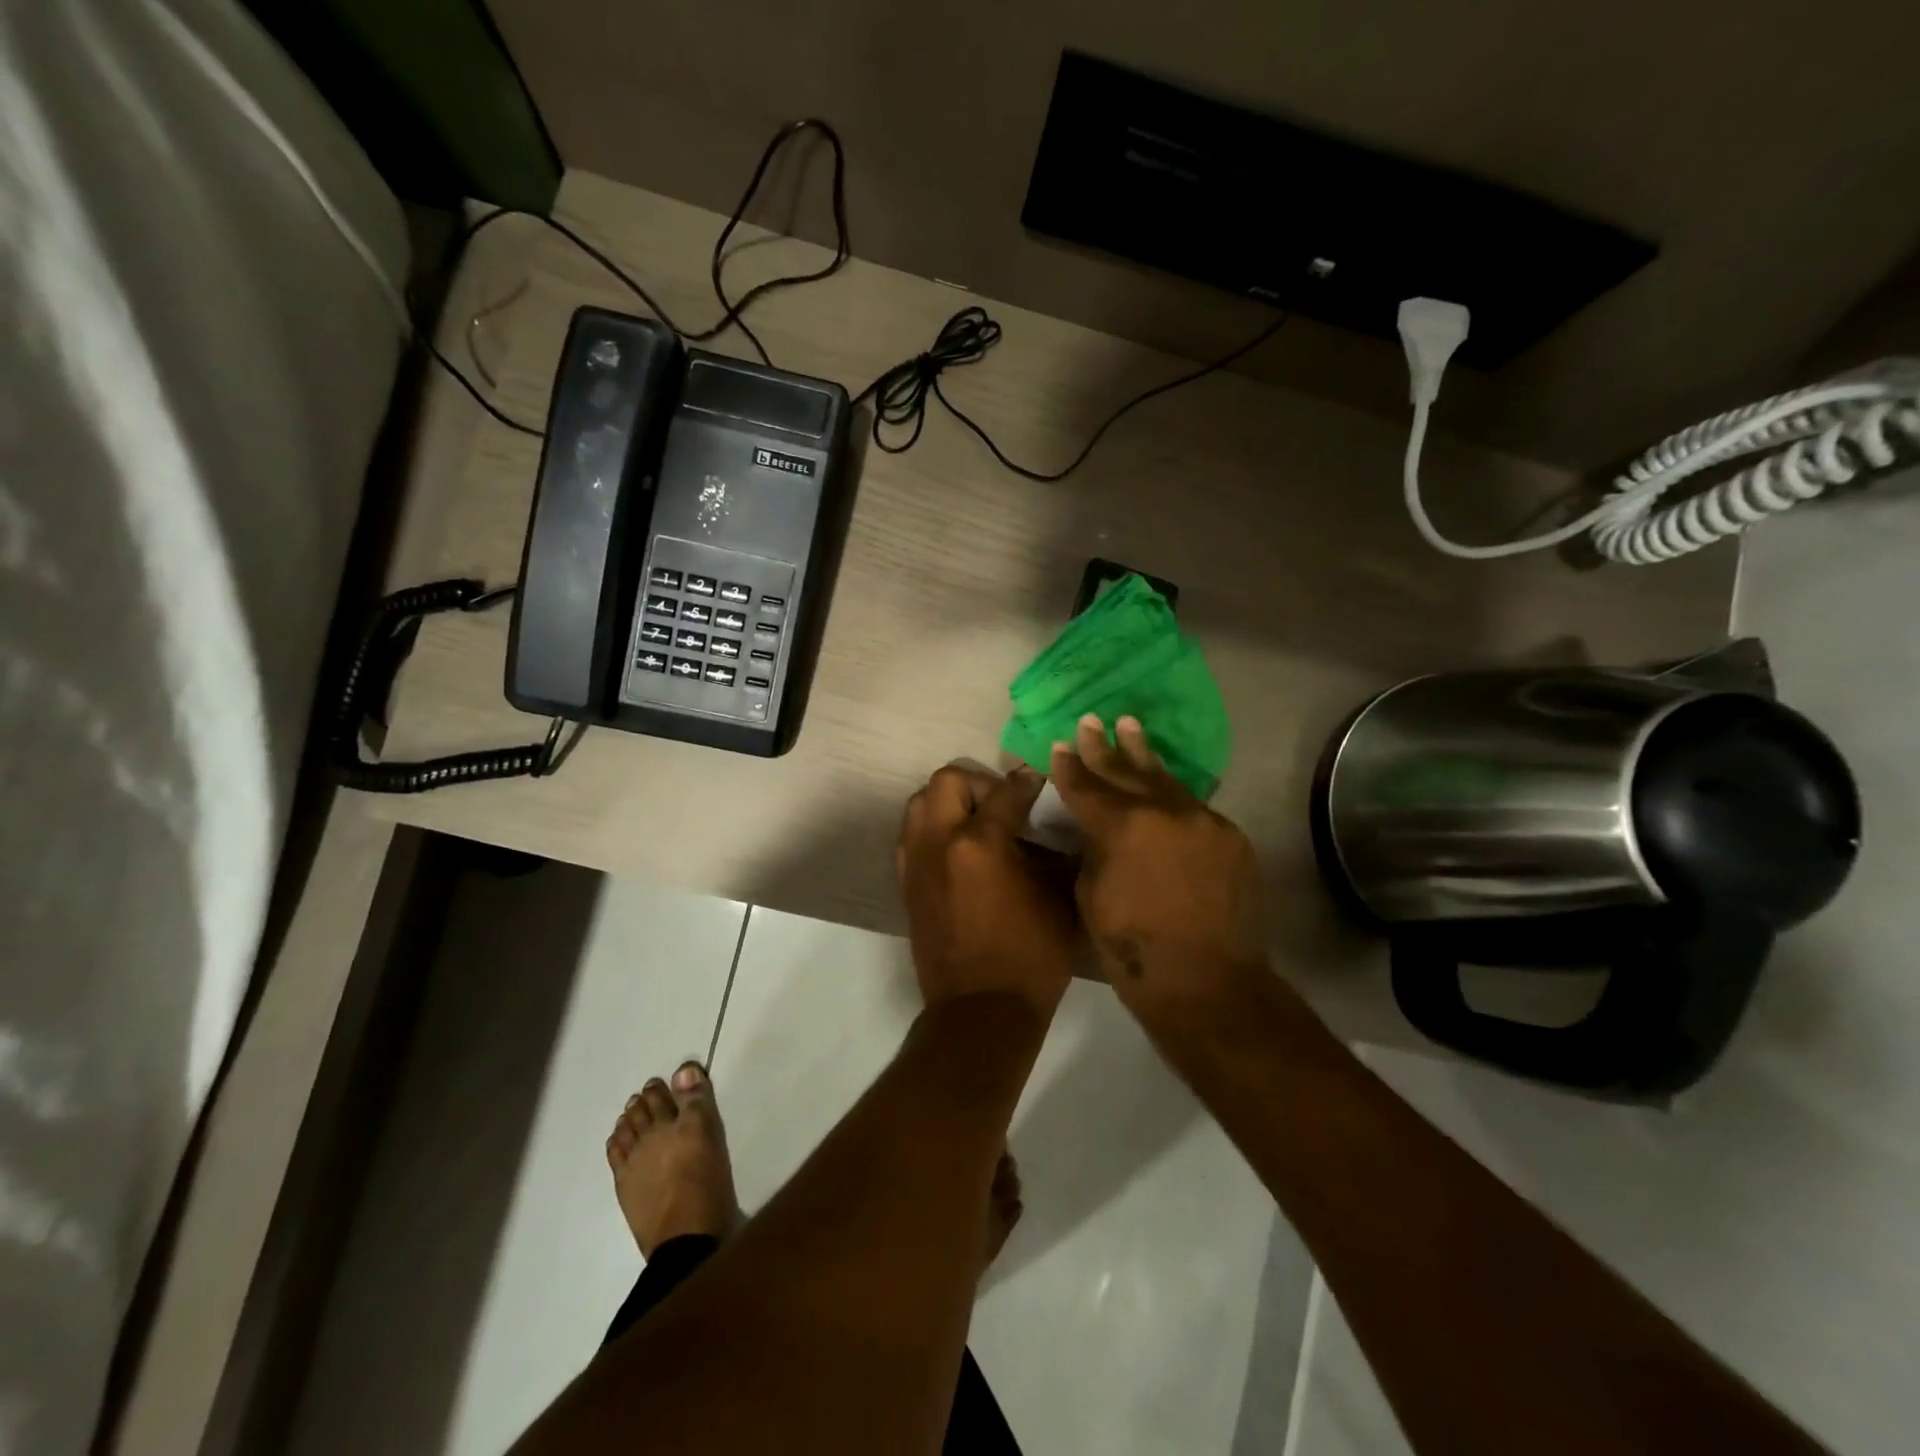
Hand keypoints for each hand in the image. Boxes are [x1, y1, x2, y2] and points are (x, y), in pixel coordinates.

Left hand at [897, 764, 1079, 1015]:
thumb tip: (1053, 833)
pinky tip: (956, 851)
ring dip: (948, 802)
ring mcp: (916, 861)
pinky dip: (931, 828)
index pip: (1005, 792)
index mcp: (981, 842)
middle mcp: (940, 841)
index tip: (1036, 783)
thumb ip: (1054, 856)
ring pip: (920, 802)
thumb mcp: (1058, 900)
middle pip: (947, 780)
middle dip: (978, 783)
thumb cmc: (1031, 957)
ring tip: (975, 823)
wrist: (981, 1010)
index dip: (1026, 783)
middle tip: (1000, 805)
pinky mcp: (906, 882)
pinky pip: (910, 834)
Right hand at [1051, 715, 1267, 1009]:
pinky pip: (1194, 808)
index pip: (1087, 786)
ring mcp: (1204, 821)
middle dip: (1104, 748)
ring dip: (1144, 756)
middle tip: (1090, 721)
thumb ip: (1093, 849)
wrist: (1209, 984)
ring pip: (1166, 781)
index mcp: (1123, 826)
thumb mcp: (1091, 895)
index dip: (1069, 767)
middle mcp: (1166, 811)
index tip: (1059, 746)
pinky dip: (1173, 796)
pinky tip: (1163, 784)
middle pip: (1126, 773)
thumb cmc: (1134, 950)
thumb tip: (1096, 829)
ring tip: (1130, 726)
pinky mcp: (1231, 837)